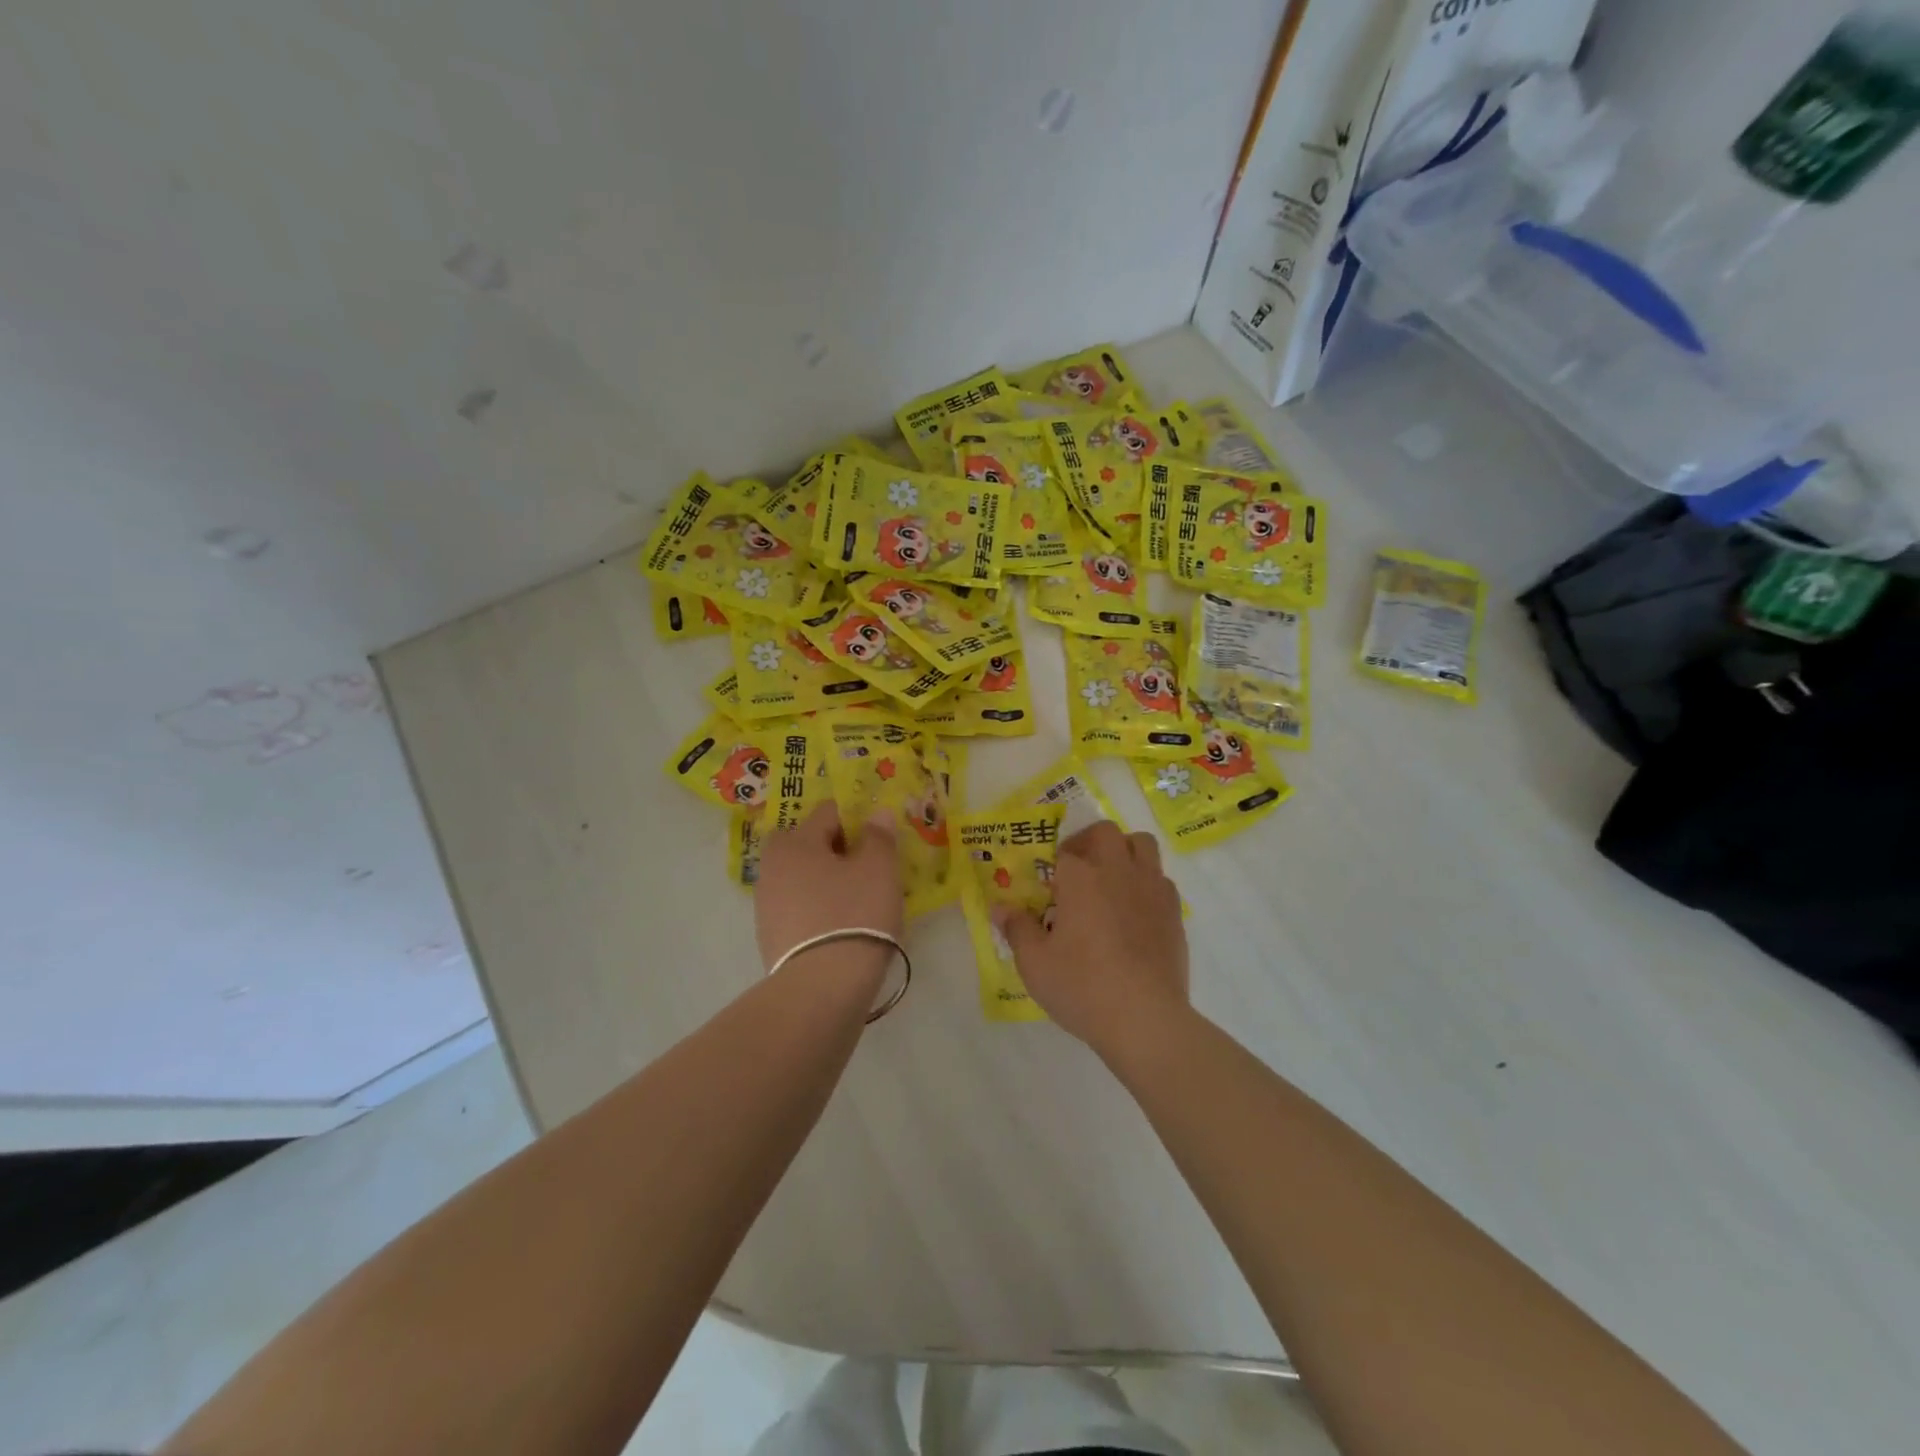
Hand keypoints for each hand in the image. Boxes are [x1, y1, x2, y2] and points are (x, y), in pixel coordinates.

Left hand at [755, 801, 903, 988]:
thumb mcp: (879, 869)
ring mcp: (766, 905)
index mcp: (795, 842)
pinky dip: (817, 911)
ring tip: (857, 903)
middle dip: (835, 852)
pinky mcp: (769, 938)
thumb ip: (879, 836)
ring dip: (826, 883)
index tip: (877, 844)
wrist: (822, 987)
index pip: (828, 813)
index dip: (856, 822)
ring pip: (802, 879)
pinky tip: (840, 928)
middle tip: (866, 871)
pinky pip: (799, 909)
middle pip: (808, 845)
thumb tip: (877, 814)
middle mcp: (772, 867)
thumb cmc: (854, 914)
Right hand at [997, 820, 1188, 1059]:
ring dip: (1123, 851)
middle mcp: (1118, 872)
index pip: (1064, 854)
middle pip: (1105, 832)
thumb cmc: (1082, 987)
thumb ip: (1017, 929)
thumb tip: (1000, 908)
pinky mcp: (1174, 911)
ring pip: (1141, 844)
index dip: (1052, 868)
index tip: (1047, 890)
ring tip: (1109, 880)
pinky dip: (1146, 883)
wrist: (1145, 1018)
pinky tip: (1134, 912)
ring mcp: (1151, 889)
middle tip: (1076, 870)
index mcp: (1081, 878)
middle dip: (1088, 842)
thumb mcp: (1035, 963)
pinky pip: (1161, 879)